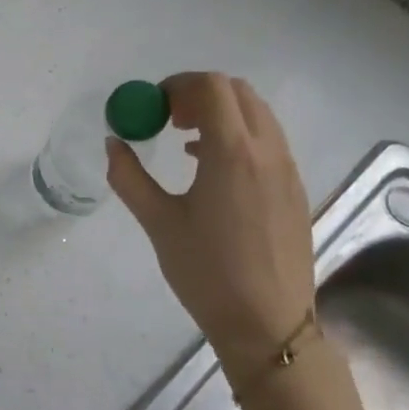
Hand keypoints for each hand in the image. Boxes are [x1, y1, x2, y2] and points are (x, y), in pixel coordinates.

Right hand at [107, 73, 313, 374]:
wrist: (268, 324)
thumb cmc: (206, 271)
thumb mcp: (158, 222)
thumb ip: (129, 176)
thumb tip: (113, 143)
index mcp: (232, 153)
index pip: (211, 87)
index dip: (177, 85)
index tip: (153, 107)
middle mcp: (267, 151)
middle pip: (238, 92)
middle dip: (199, 94)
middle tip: (168, 119)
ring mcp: (288, 170)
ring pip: (258, 115)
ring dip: (221, 113)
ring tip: (186, 144)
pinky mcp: (295, 190)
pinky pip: (268, 141)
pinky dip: (239, 136)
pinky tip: (212, 170)